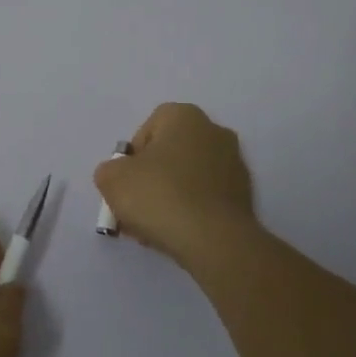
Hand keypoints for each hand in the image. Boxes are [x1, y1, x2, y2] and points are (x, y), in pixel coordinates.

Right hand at [94, 102, 260, 270]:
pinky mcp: (245, 196)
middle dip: (152, 178)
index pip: (150, 127)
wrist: (214, 240)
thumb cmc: (160, 196)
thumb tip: (120, 176)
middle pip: (171, 153)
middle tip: (137, 207)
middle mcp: (215, 131)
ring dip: (171, 196)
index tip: (126, 182)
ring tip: (154, 228)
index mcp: (185, 116)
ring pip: (190, 177)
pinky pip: (207, 197)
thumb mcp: (112, 179)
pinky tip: (179, 234)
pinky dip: (192, 210)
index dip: (133, 156)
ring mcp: (235, 164)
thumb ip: (110, 170)